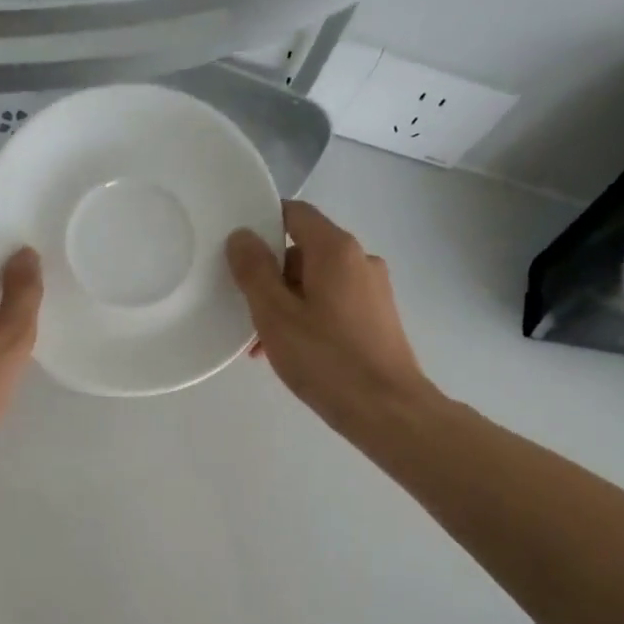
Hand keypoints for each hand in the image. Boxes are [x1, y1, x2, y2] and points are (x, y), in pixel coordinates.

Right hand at [226, 200, 436, 436]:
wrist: (386, 409)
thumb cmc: (326, 359)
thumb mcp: (275, 315)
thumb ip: (254, 272)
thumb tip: (241, 235)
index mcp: (336, 250)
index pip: (294, 214)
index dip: (262, 225)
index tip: (236, 254)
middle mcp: (360, 260)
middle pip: (303, 251)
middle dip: (271, 278)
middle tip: (246, 314)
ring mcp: (373, 290)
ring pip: (316, 283)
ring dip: (286, 304)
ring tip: (264, 345)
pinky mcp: (378, 317)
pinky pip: (333, 304)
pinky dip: (308, 318)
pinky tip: (292, 352)